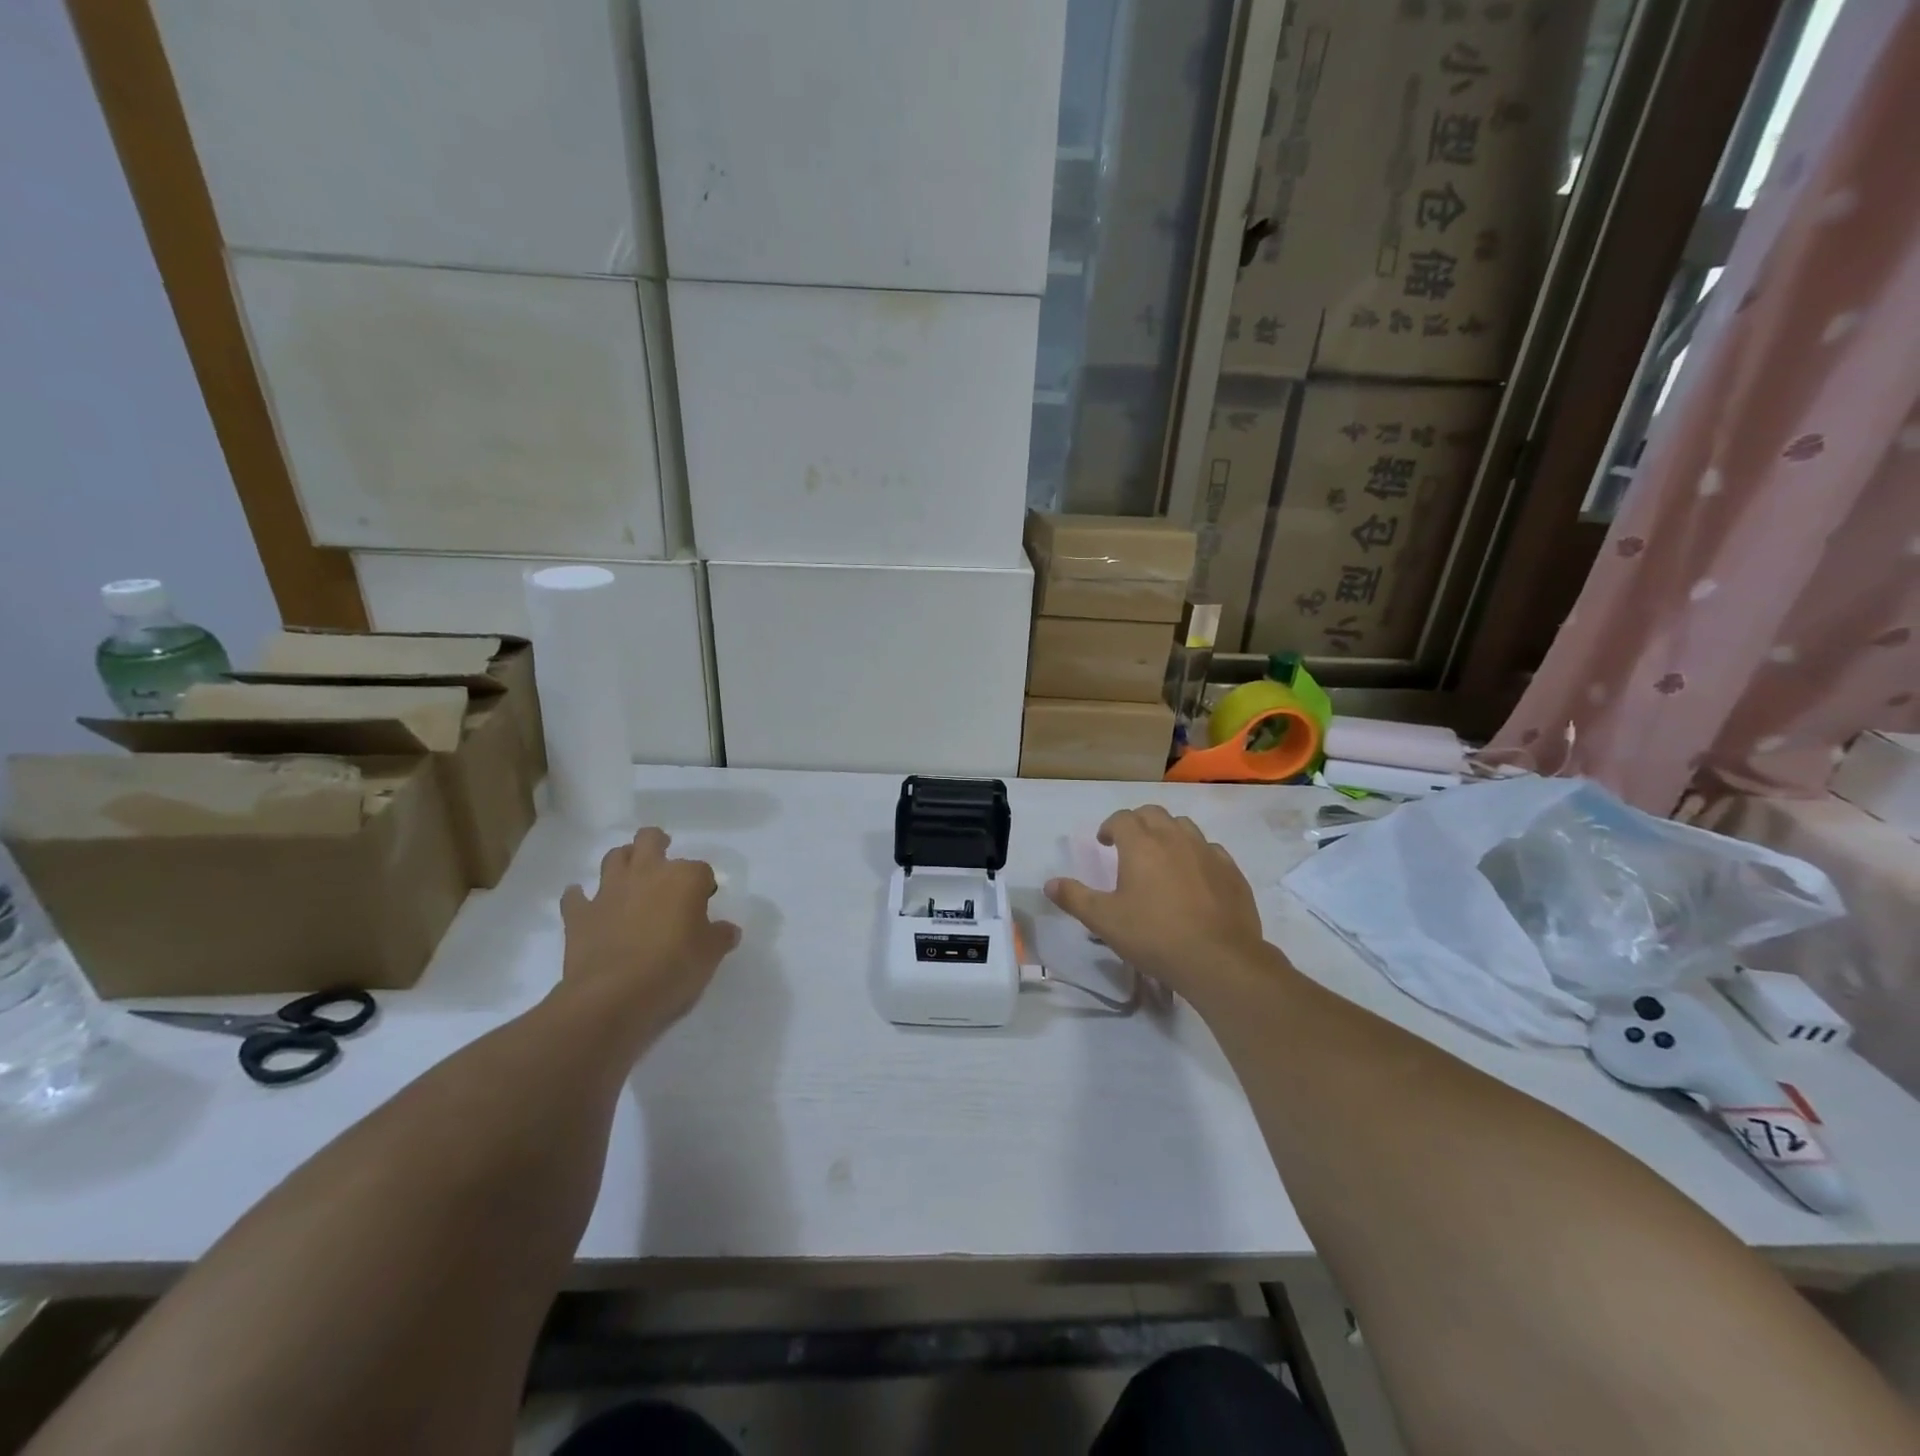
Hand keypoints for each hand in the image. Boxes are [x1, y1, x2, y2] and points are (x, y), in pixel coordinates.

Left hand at [559, 828, 740, 1035]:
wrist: (613, 997)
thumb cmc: (673, 969)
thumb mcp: (710, 956)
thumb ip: (720, 936)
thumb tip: (727, 930)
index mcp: (684, 878)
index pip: (701, 870)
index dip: (704, 885)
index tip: (704, 902)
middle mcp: (646, 873)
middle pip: (649, 839)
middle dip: (658, 843)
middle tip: (664, 860)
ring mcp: (609, 891)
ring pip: (613, 857)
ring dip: (623, 861)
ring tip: (630, 876)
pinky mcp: (579, 915)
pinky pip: (575, 897)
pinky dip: (580, 897)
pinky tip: (586, 904)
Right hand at [1045, 806, 1268, 997]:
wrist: (1219, 959)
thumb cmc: (1154, 936)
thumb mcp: (1104, 921)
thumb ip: (1075, 898)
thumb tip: (1049, 883)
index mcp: (1141, 845)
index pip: (1122, 819)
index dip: (1109, 827)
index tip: (1104, 842)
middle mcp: (1175, 838)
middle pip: (1153, 814)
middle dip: (1138, 822)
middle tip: (1129, 845)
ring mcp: (1207, 852)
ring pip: (1184, 826)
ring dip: (1168, 833)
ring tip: (1161, 857)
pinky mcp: (1231, 871)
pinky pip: (1211, 850)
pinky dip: (1196, 854)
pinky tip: (1194, 876)